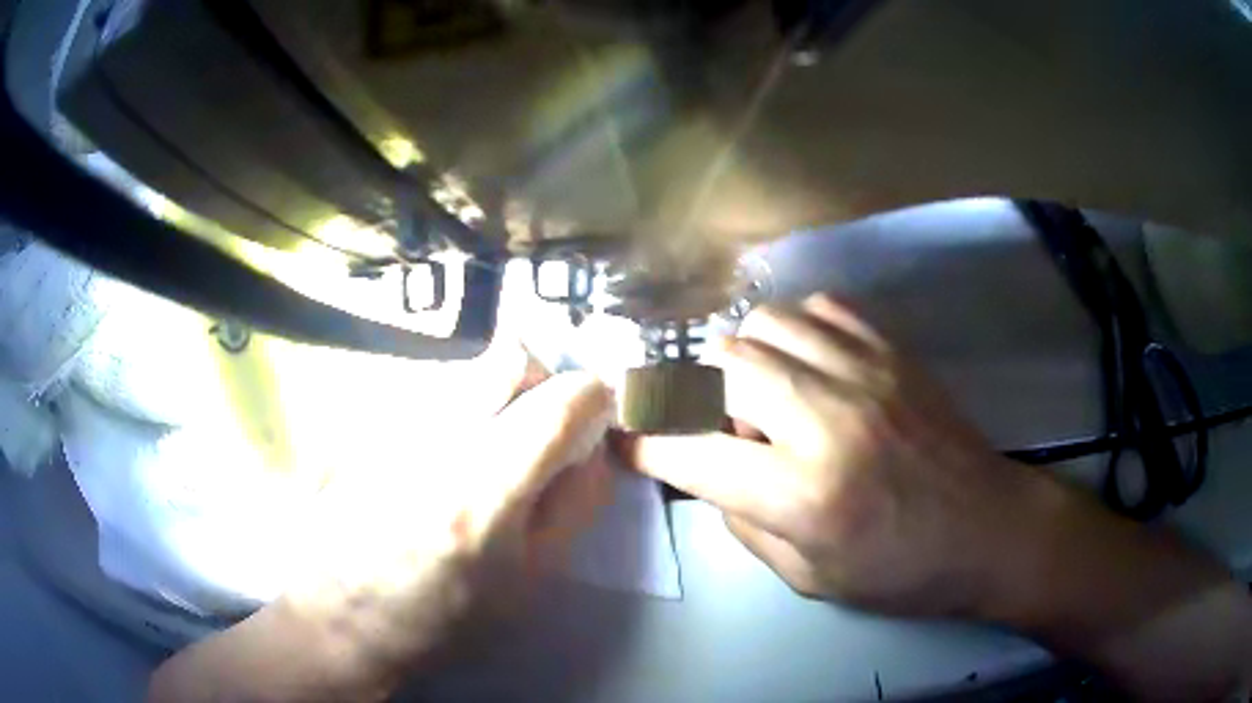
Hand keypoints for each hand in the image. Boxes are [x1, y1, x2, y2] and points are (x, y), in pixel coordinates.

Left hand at [149, 371, 616, 701]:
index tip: (597, 411)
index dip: (593, 396)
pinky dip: (453, 409)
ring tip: (482, 453)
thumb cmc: (442, 617)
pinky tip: (436, 460)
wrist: (343, 616)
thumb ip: (574, 508)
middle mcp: (433, 439)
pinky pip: (428, 390)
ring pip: (467, 371)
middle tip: (539, 426)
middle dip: (541, 382)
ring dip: (493, 397)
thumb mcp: (528, 583)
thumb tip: (592, 450)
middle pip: (508, 358)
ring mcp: (390, 424)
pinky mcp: (364, 423)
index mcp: (483, 491)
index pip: (558, 403)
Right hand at [624, 295, 1248, 698]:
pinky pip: (822, 308)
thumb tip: (710, 473)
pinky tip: (806, 363)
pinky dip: (796, 330)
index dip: (647, 444)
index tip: (628, 440)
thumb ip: (745, 523)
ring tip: (758, 393)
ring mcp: (867, 374)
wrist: (990, 529)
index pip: (693, 452)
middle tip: (703, 418)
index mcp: (805, 494)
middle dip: (690, 389)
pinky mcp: (895, 352)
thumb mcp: (809, 578)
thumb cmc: (902, 572)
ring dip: (741, 356)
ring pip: (766, 323)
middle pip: (722, 364)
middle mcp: (829, 420)